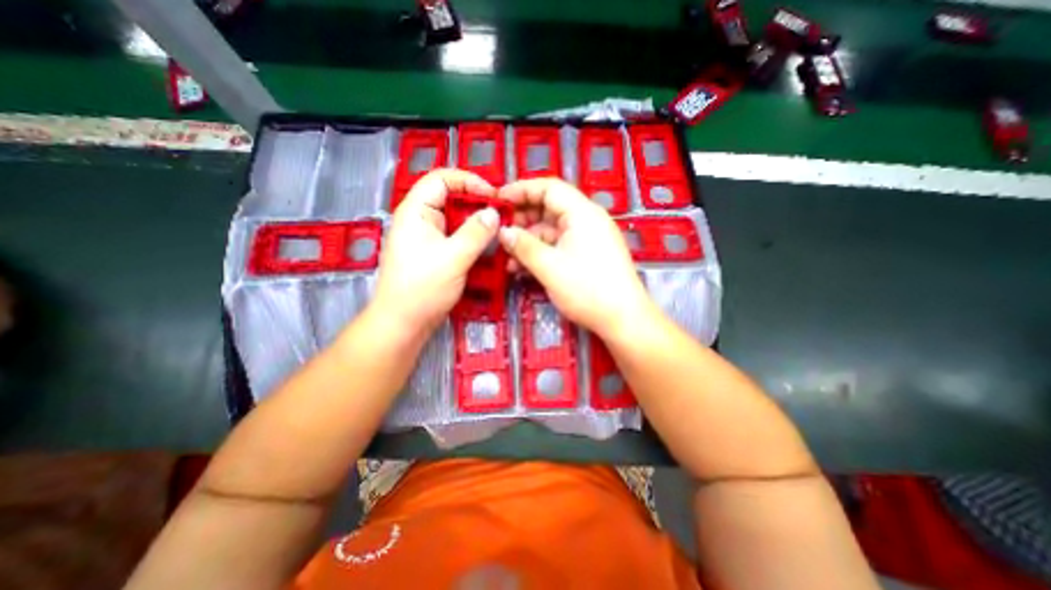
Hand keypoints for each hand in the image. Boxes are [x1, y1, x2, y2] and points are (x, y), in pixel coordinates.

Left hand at [372, 167, 496, 338]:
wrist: (403, 323)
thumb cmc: (422, 288)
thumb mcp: (453, 258)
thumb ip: (476, 233)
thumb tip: (494, 212)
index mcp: (416, 211)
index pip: (442, 179)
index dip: (469, 181)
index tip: (493, 195)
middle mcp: (421, 219)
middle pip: (451, 198)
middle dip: (477, 203)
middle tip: (501, 214)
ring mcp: (428, 237)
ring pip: (456, 219)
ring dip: (477, 222)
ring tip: (498, 230)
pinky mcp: (435, 252)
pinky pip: (456, 237)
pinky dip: (472, 238)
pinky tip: (487, 246)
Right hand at [498, 177, 653, 338]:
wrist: (622, 319)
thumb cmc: (587, 289)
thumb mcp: (549, 267)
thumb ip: (523, 246)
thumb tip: (503, 232)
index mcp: (582, 213)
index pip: (549, 188)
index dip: (521, 190)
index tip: (498, 200)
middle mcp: (586, 220)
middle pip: (549, 208)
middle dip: (522, 219)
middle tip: (499, 232)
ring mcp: (587, 239)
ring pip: (551, 231)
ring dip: (528, 241)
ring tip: (506, 256)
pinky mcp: (586, 255)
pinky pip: (558, 246)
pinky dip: (540, 253)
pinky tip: (521, 268)